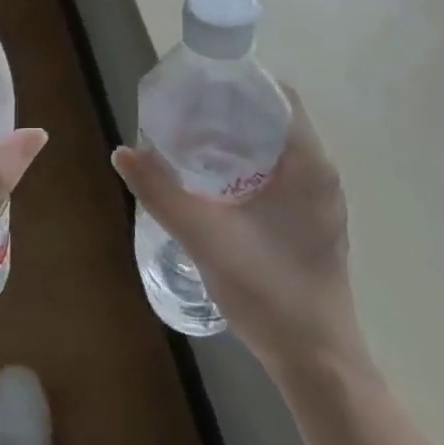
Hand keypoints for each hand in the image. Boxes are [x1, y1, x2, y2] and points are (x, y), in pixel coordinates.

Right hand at [113, 87, 364, 377]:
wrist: (316, 361)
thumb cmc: (267, 290)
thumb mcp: (204, 236)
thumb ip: (161, 192)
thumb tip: (122, 152)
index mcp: (308, 165)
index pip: (279, 96)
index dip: (240, 83)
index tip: (200, 85)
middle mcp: (321, 175)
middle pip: (275, 119)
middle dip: (230, 110)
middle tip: (185, 112)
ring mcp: (320, 202)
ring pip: (278, 149)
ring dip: (239, 140)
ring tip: (192, 141)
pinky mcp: (313, 223)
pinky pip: (281, 174)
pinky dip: (249, 166)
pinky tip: (215, 184)